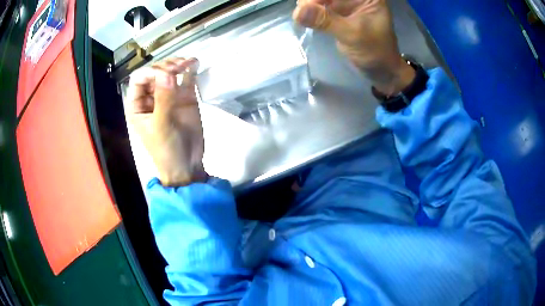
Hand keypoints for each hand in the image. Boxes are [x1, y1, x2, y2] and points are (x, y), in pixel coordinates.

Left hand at [125, 58, 206, 186]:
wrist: (187, 165)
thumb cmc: (166, 150)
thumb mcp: (161, 127)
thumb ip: (163, 100)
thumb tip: (167, 73)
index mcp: (137, 105)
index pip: (139, 78)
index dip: (151, 72)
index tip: (167, 75)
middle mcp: (151, 96)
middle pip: (155, 72)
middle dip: (166, 66)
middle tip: (180, 67)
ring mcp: (168, 95)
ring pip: (170, 72)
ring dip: (178, 64)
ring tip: (189, 62)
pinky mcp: (184, 97)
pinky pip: (186, 79)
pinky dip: (190, 70)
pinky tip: (195, 63)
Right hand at [293, 0, 414, 94]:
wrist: (381, 70)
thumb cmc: (375, 52)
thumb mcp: (352, 34)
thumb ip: (326, 21)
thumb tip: (297, 11)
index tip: (305, 5)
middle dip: (313, 0)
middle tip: (301, 10)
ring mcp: (348, 3)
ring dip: (310, 4)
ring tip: (300, 15)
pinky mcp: (340, 12)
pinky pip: (321, 6)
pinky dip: (311, 10)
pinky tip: (303, 16)